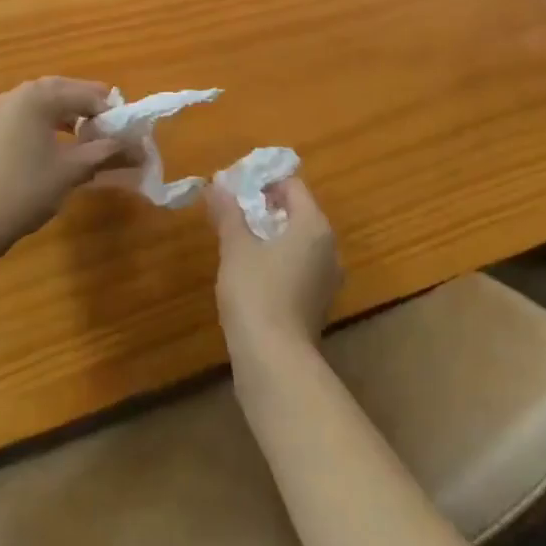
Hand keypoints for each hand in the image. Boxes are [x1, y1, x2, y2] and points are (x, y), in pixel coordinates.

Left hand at [0, 77, 124, 256]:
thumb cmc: (24, 191)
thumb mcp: (71, 171)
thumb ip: (107, 152)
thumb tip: (140, 149)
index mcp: (39, 95)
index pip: (88, 94)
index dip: (113, 113)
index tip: (130, 134)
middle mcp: (19, 92)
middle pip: (66, 91)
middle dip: (92, 110)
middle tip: (113, 134)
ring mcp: (0, 108)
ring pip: (46, 102)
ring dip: (71, 116)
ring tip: (90, 140)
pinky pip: (29, 114)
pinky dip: (49, 123)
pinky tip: (59, 147)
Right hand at [209, 177, 340, 359]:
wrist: (275, 365)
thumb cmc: (256, 293)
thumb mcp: (236, 247)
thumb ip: (228, 212)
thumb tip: (216, 184)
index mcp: (314, 225)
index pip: (292, 185)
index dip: (263, 181)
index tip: (235, 188)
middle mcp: (329, 247)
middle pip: (297, 212)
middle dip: (265, 208)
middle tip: (232, 211)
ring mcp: (326, 279)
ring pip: (298, 242)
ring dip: (270, 236)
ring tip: (237, 240)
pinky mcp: (317, 305)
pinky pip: (298, 267)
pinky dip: (277, 261)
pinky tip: (250, 273)